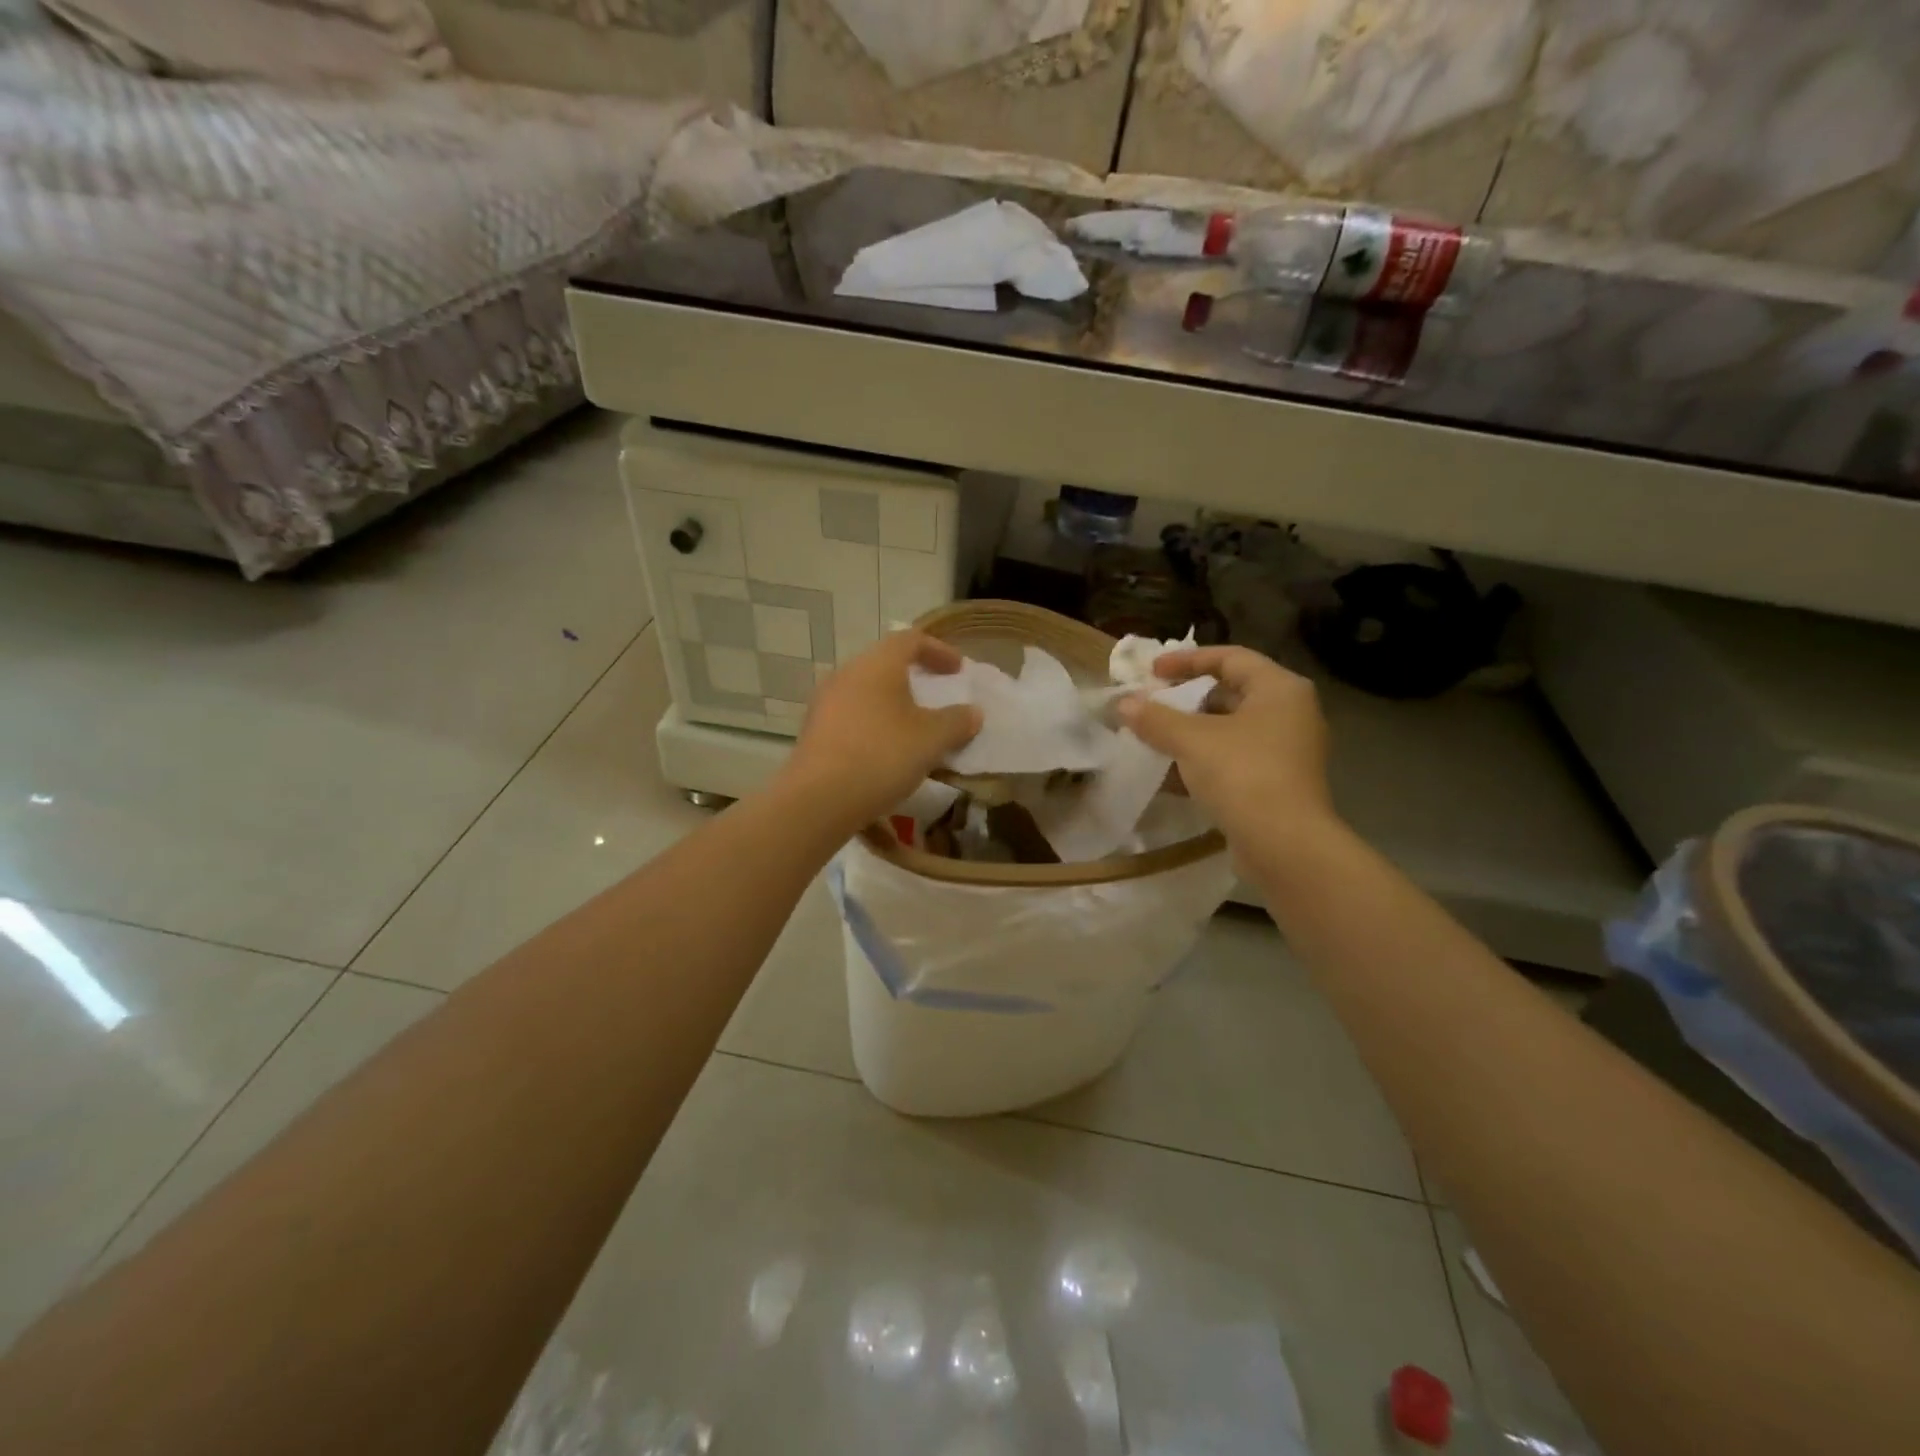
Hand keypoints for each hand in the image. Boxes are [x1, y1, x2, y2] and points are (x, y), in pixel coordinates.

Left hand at [779, 631, 981, 831]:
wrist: (818, 799)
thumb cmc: (881, 756)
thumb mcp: (931, 739)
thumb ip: (957, 721)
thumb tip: (973, 712)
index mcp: (877, 664)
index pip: (910, 639)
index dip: (939, 650)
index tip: (958, 671)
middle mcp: (846, 674)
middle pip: (885, 664)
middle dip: (914, 678)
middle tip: (936, 696)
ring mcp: (825, 703)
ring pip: (867, 692)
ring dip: (893, 704)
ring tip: (914, 729)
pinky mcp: (815, 732)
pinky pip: (852, 717)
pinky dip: (875, 725)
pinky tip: (886, 752)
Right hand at [1117, 646, 1336, 850]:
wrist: (1284, 845)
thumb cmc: (1243, 774)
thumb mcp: (1191, 740)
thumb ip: (1155, 718)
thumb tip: (1123, 704)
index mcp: (1279, 689)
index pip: (1230, 657)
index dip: (1187, 661)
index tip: (1151, 672)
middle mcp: (1289, 714)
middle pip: (1229, 693)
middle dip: (1185, 700)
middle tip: (1150, 705)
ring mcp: (1285, 751)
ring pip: (1229, 730)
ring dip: (1189, 734)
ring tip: (1151, 739)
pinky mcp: (1276, 784)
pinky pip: (1233, 760)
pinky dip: (1202, 762)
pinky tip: (1167, 775)